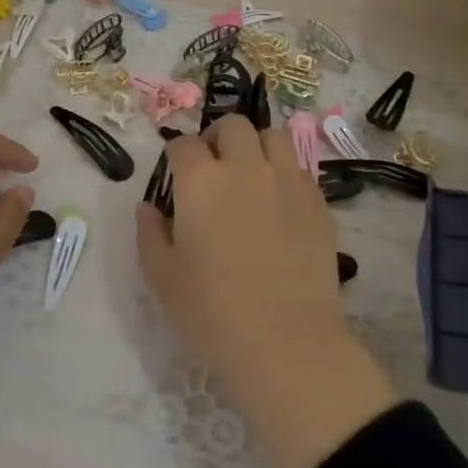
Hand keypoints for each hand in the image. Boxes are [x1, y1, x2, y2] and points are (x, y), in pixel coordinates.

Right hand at [137, 117, 396, 467]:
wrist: (285, 341)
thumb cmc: (211, 311)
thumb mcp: (161, 276)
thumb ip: (149, 233)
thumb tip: (149, 207)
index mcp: (201, 181)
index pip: (183, 145)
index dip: (176, 156)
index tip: (176, 175)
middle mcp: (245, 168)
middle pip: (232, 126)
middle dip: (217, 138)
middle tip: (213, 168)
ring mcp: (287, 181)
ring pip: (273, 137)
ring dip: (256, 147)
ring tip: (251, 174)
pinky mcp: (318, 202)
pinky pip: (299, 169)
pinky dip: (284, 174)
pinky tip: (279, 203)